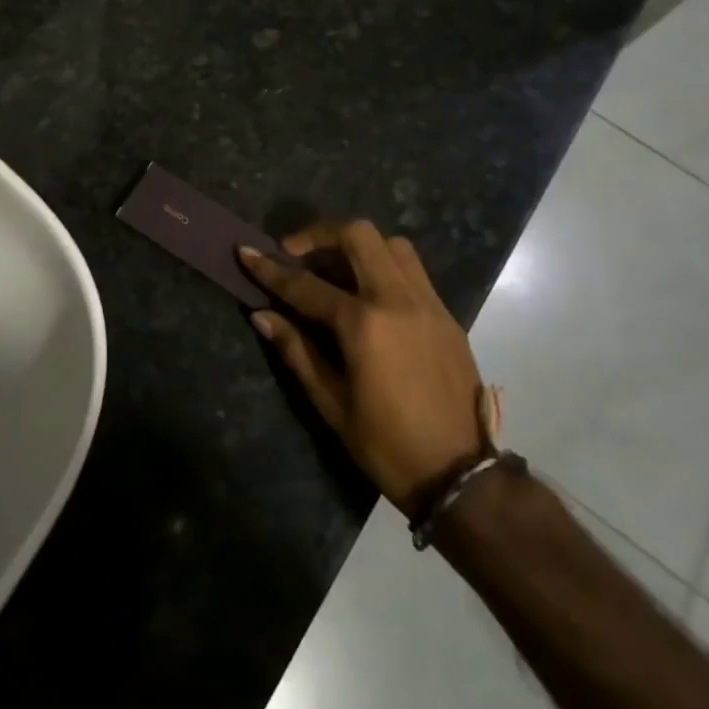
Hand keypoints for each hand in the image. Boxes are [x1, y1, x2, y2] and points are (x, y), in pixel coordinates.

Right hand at [240, 221, 486, 517]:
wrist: (462, 475)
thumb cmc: (388, 446)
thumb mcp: (332, 404)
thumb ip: (297, 351)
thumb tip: (261, 314)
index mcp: (365, 325)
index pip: (306, 286)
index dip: (271, 269)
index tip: (245, 252)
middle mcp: (398, 300)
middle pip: (358, 236)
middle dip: (319, 234)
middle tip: (295, 252)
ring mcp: (428, 303)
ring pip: (391, 244)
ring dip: (358, 245)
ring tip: (335, 268)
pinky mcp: (447, 314)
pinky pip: (413, 269)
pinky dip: (384, 265)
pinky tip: (368, 293)